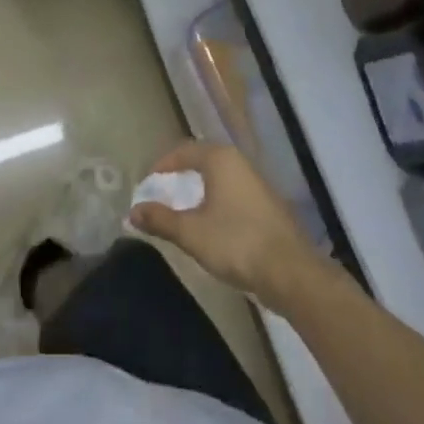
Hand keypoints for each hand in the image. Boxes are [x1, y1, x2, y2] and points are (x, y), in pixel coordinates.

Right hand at [129, 142, 322, 307]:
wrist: (291, 272)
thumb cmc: (236, 242)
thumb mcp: (191, 232)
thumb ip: (161, 219)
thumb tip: (132, 211)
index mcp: (219, 158)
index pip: (183, 151)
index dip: (161, 166)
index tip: (147, 186)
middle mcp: (239, 162)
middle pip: (201, 161)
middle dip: (179, 177)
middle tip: (162, 197)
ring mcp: (256, 182)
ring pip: (219, 178)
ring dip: (198, 191)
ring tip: (183, 212)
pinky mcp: (267, 204)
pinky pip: (233, 193)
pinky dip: (216, 202)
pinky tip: (211, 225)